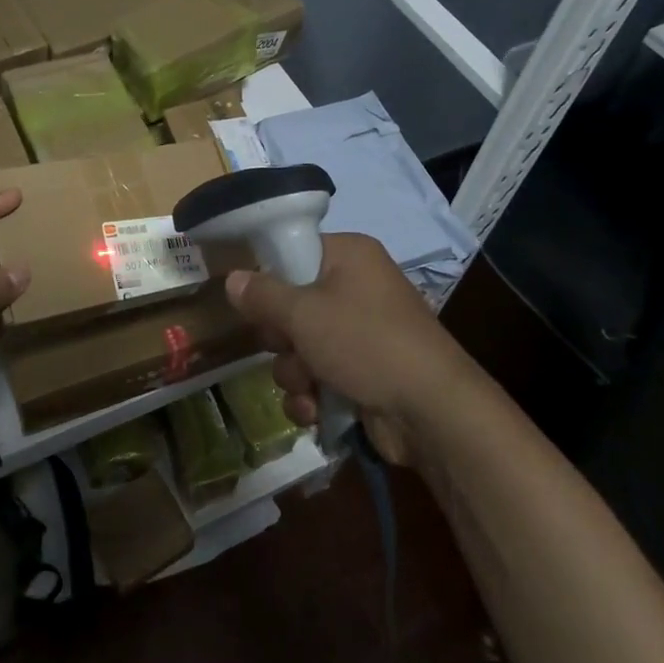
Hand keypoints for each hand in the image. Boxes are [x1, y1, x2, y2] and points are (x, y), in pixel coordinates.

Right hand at [224, 233, 469, 465]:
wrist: (431, 412)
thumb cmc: (365, 343)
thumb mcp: (304, 314)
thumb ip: (262, 295)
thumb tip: (232, 278)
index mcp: (349, 256)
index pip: (294, 250)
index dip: (269, 275)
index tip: (251, 299)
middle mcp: (355, 288)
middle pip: (291, 304)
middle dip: (281, 338)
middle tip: (285, 345)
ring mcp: (360, 333)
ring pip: (299, 346)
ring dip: (295, 373)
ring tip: (308, 387)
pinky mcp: (361, 373)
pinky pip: (317, 376)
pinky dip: (312, 395)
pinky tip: (315, 411)